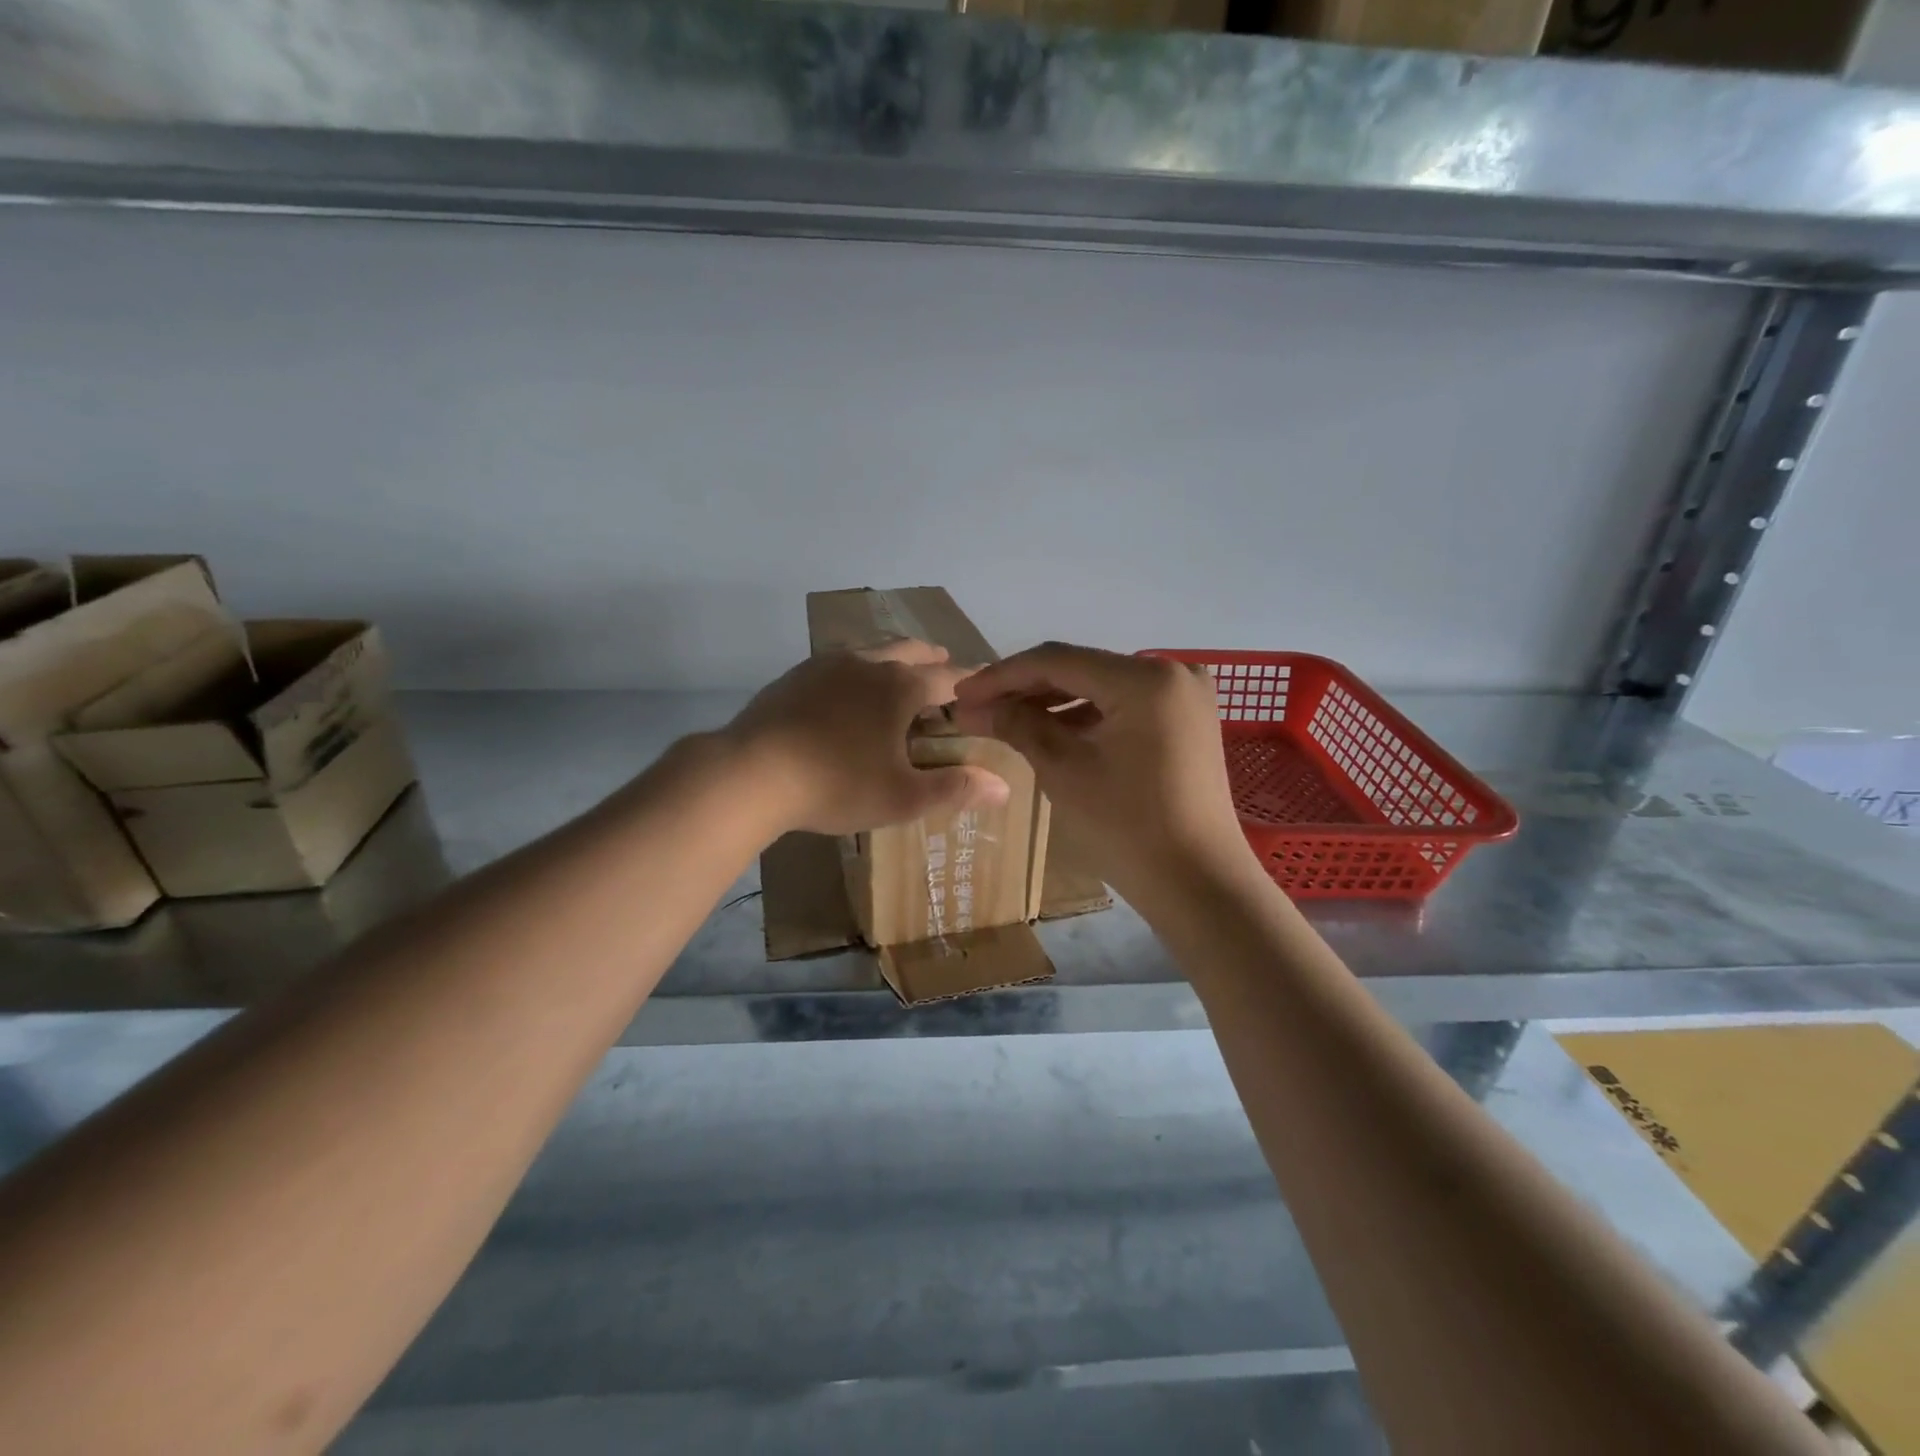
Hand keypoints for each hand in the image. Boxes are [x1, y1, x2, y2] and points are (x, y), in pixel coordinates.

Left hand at [724, 639, 1010, 837]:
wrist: (751, 774)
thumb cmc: (837, 784)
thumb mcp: (903, 797)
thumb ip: (955, 788)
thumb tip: (1004, 786)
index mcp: (900, 687)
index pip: (949, 678)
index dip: (970, 683)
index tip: (984, 685)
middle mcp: (867, 664)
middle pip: (909, 650)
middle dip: (931, 658)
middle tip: (943, 665)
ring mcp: (825, 665)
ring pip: (869, 651)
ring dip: (891, 659)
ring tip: (896, 674)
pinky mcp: (794, 677)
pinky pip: (836, 664)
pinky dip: (854, 671)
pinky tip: (844, 693)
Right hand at [952, 643, 1248, 899]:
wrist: (1199, 885)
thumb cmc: (1129, 828)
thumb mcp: (1065, 772)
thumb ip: (1018, 726)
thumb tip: (974, 706)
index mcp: (1145, 679)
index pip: (1058, 661)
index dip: (1002, 676)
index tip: (961, 695)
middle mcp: (1172, 672)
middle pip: (1081, 669)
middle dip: (1025, 689)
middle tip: (976, 707)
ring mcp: (1183, 697)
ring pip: (1100, 687)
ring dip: (1052, 703)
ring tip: (1003, 719)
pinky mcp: (1185, 721)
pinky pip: (1123, 707)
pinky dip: (1085, 717)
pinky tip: (1047, 730)